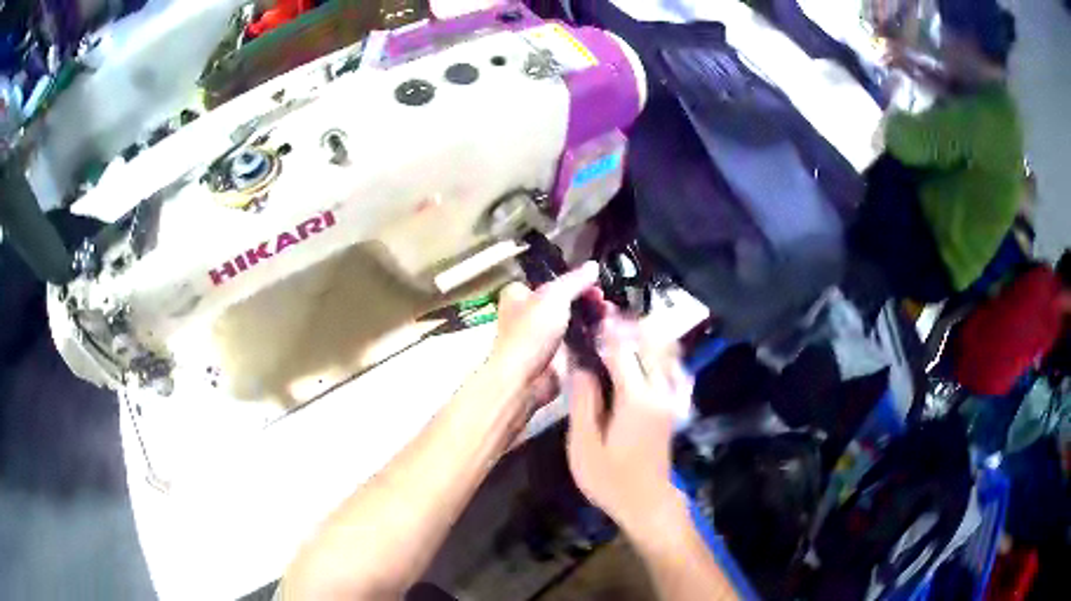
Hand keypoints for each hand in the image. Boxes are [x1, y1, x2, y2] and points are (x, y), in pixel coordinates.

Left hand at [487, 261, 602, 407]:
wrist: (526, 379)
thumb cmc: (531, 331)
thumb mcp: (553, 296)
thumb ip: (575, 280)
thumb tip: (593, 265)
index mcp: (519, 294)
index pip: (550, 280)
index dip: (572, 279)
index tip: (594, 281)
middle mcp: (530, 313)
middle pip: (566, 300)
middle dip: (587, 298)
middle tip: (604, 299)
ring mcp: (545, 336)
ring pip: (575, 320)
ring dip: (593, 317)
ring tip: (611, 314)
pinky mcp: (559, 355)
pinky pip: (581, 341)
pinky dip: (594, 336)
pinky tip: (609, 331)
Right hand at [566, 317, 691, 534]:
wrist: (647, 502)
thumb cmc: (610, 479)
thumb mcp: (584, 445)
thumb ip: (583, 402)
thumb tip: (579, 365)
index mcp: (636, 399)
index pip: (623, 350)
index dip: (607, 330)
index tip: (593, 314)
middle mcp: (660, 391)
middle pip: (650, 343)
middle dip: (628, 325)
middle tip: (604, 318)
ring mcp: (673, 398)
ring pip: (667, 352)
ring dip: (646, 335)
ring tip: (622, 329)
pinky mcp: (677, 406)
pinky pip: (676, 369)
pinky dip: (664, 354)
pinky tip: (649, 354)